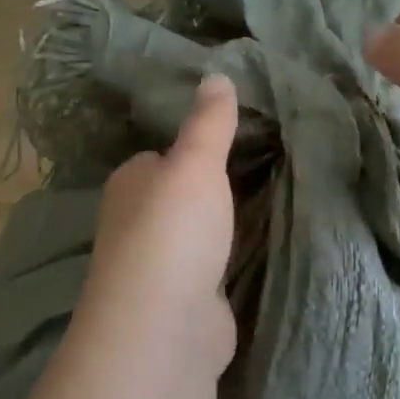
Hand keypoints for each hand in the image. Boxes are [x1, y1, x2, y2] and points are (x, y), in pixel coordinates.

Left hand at [76, 74, 240, 376]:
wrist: (166, 325)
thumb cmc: (174, 231)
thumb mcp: (196, 163)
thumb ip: (209, 122)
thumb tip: (216, 73)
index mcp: (130, 184)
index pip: (159, 158)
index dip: (191, 149)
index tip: (234, 141)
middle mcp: (136, 224)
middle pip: (178, 197)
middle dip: (210, 190)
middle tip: (263, 170)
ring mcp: (160, 267)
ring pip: (195, 234)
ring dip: (221, 227)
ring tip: (269, 204)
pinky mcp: (185, 301)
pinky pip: (212, 268)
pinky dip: (229, 261)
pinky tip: (256, 252)